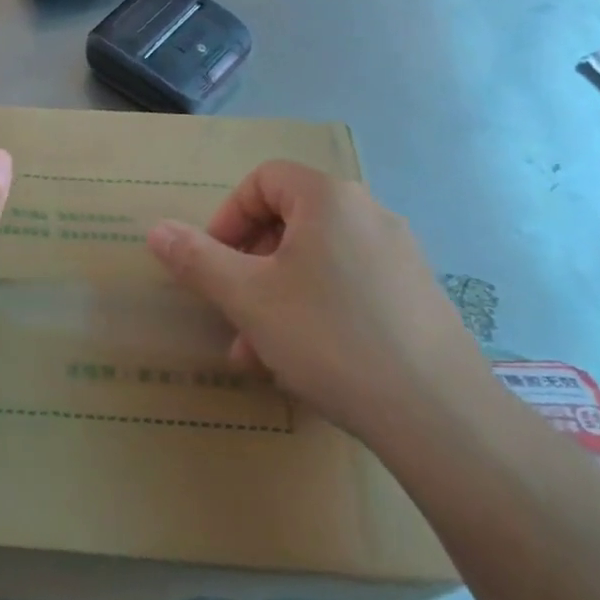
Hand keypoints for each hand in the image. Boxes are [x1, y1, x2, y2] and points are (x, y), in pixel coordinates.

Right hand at [147, 163, 485, 444]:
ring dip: (277, 298)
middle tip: (232, 315)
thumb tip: (156, 229)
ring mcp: (400, 256)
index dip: (227, 217)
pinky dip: (317, 312)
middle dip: (249, 268)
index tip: (213, 264)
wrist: (442, 419)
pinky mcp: (419, 297)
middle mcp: (369, 213)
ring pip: (317, 262)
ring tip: (258, 355)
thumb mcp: (248, 298)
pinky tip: (306, 365)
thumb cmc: (331, 339)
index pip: (263, 181)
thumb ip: (196, 259)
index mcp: (329, 198)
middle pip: (289, 223)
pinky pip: (350, 287)